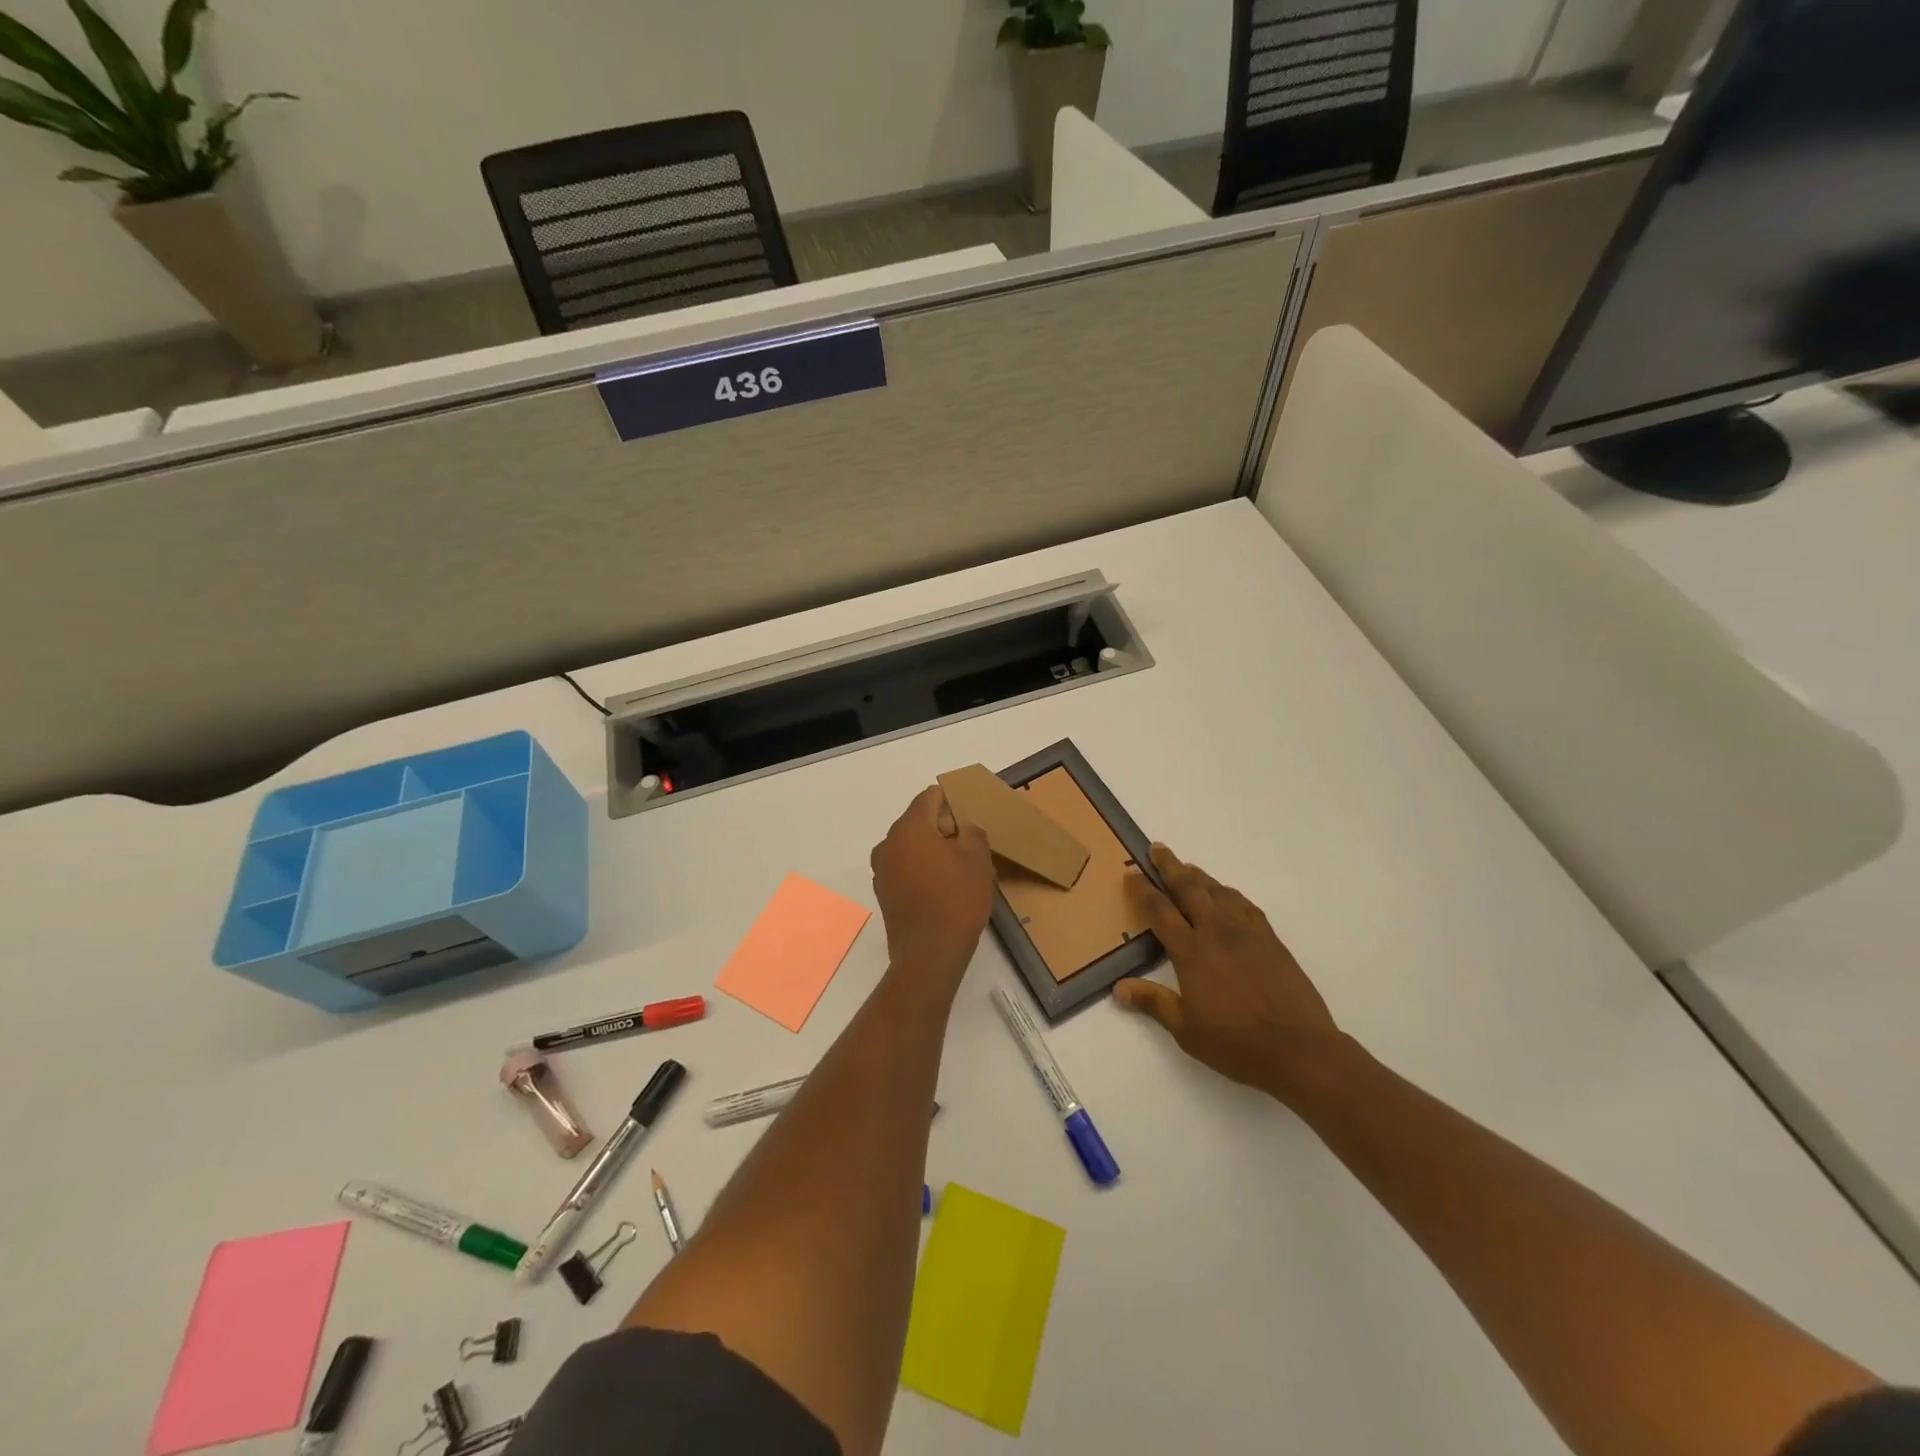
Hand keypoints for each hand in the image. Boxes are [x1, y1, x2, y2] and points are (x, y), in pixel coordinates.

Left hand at [870, 785, 994, 990]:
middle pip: (918, 821)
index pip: (929, 797)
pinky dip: (922, 869)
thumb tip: (961, 826)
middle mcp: (888, 843)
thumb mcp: (977, 858)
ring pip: (911, 846)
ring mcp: (882, 869)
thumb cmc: (956, 899)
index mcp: (908, 828)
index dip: (951, 801)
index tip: (970, 818)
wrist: (930, 954)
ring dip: (933, 850)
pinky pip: (905, 868)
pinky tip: (944, 889)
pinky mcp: (884, 892)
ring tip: (960, 870)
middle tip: (971, 847)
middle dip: (944, 828)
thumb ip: (971, 830)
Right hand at [1115, 845, 1347, 1105]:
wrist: (1299, 1049)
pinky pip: (1244, 905)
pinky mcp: (1271, 940)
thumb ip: (1153, 1003)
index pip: (1160, 911)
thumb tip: (1119, 988)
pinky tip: (1226, 896)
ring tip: (1187, 868)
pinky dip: (1229, 894)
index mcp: (1192, 952)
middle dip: (1170, 866)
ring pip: (1218, 891)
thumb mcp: (1186, 1029)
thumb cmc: (1236, 1043)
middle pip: (1189, 888)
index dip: (1143, 890)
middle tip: (1157, 848)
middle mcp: (1217, 932)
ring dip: (1199, 876)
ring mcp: (1247, 932)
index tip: (1131, 873)